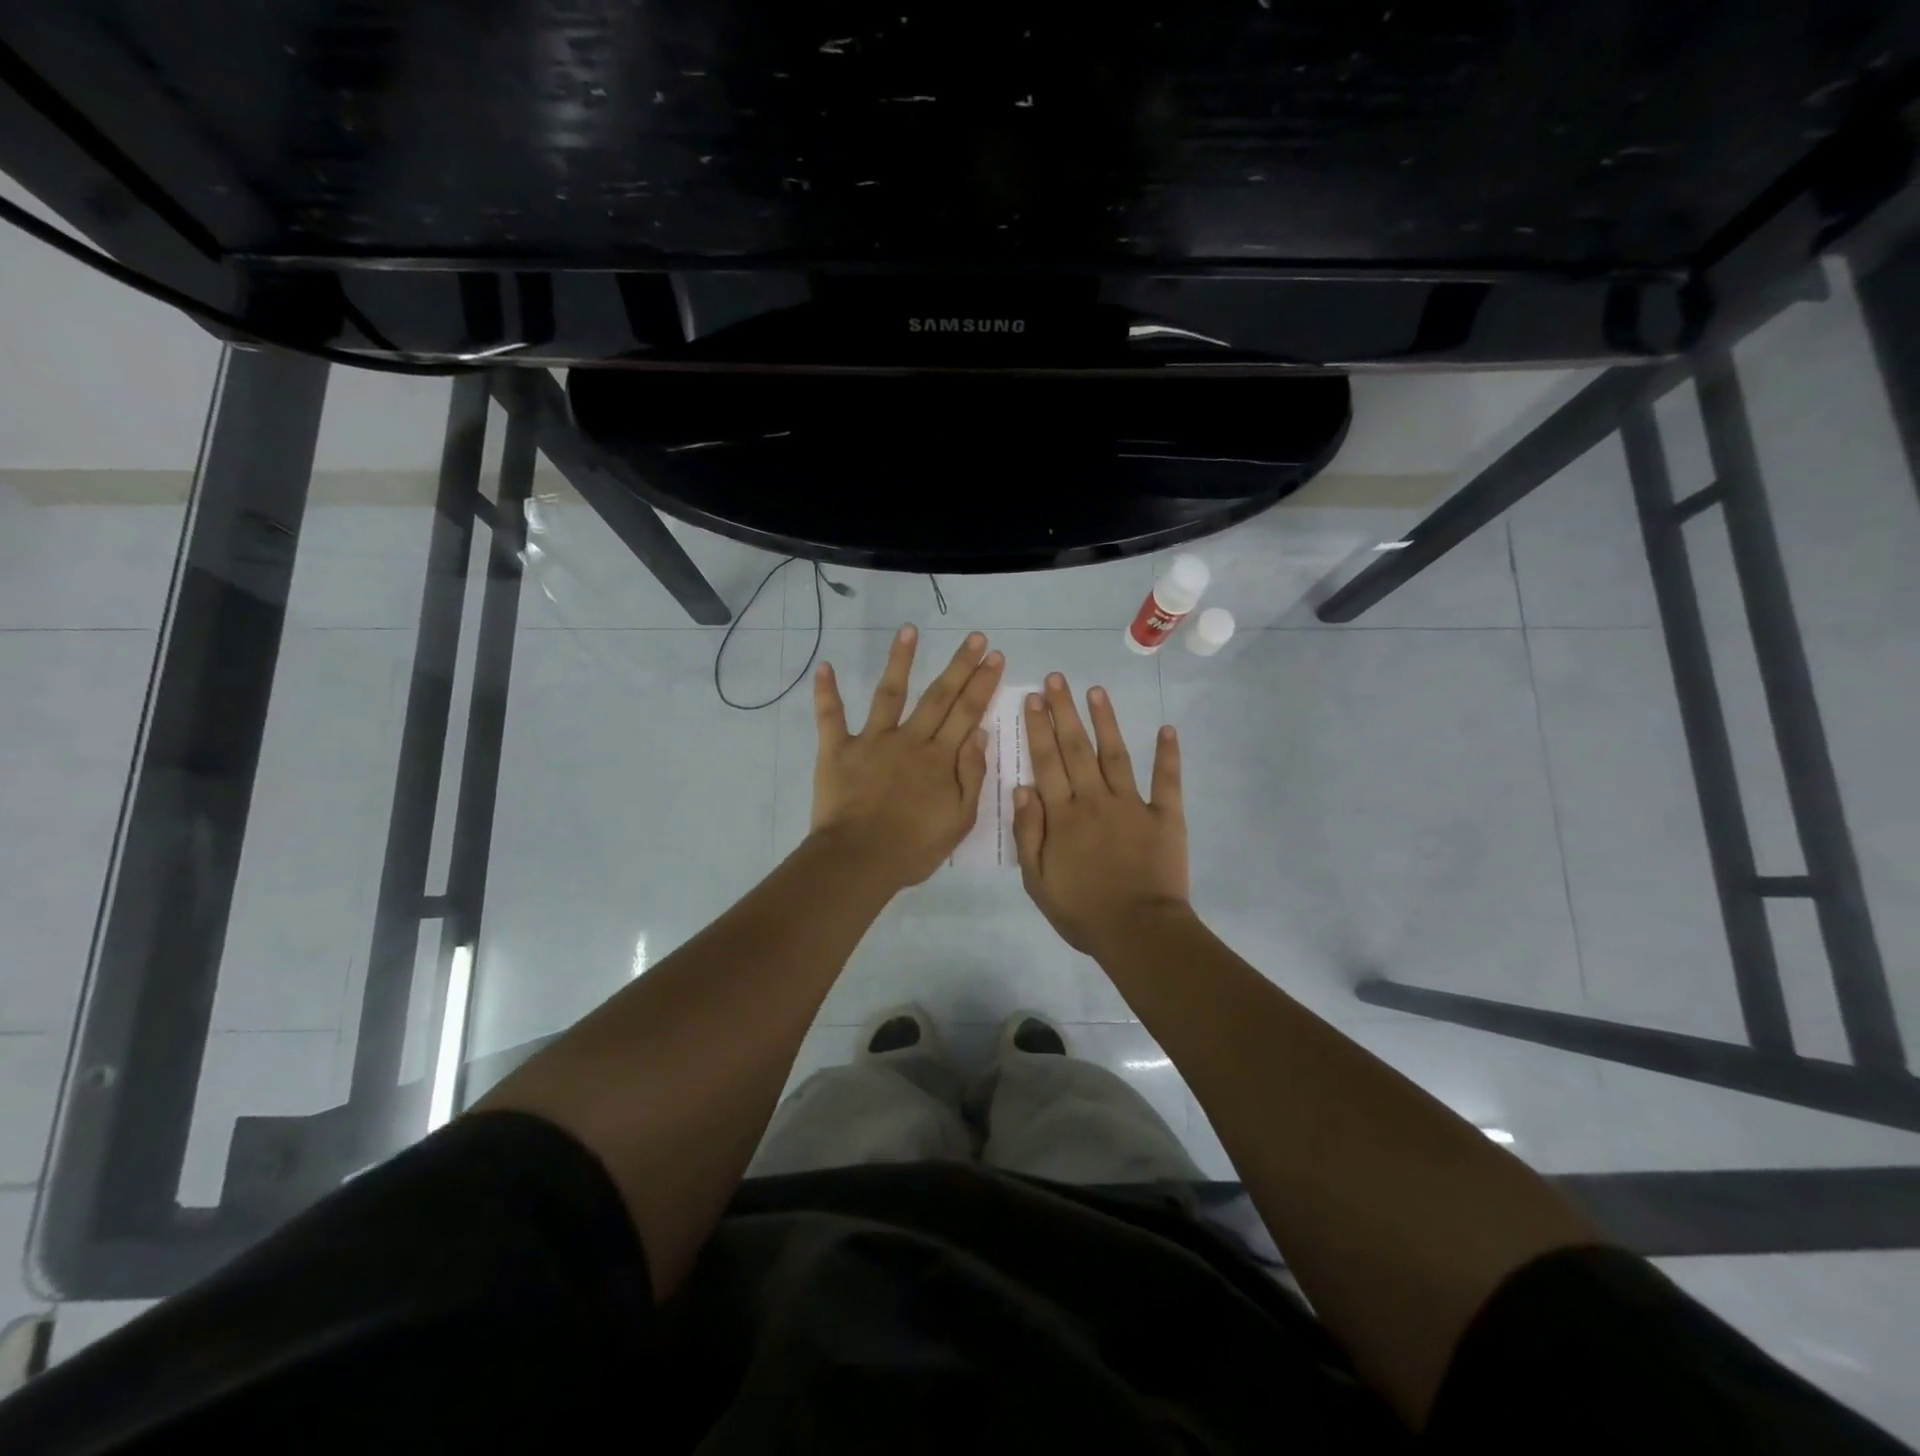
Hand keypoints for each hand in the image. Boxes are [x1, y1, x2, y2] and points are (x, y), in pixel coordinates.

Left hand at [810, 626, 1004, 889]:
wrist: (860, 860)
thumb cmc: (913, 847)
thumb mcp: (960, 820)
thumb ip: (972, 775)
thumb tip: (980, 734)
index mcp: (940, 758)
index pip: (968, 713)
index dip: (983, 683)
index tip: (995, 657)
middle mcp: (910, 740)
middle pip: (939, 696)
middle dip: (960, 665)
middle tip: (976, 637)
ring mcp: (872, 741)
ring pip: (889, 693)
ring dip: (900, 660)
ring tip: (909, 630)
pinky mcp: (838, 750)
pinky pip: (830, 717)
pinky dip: (826, 692)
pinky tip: (824, 666)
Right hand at [1013, 674, 1189, 956]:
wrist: (1138, 932)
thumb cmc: (1082, 912)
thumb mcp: (1037, 881)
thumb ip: (1028, 833)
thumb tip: (1021, 788)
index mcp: (1062, 816)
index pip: (1046, 763)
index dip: (1038, 729)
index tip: (1032, 698)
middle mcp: (1094, 800)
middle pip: (1076, 748)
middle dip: (1064, 711)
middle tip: (1055, 679)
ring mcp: (1132, 805)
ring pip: (1115, 754)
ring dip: (1105, 720)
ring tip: (1095, 690)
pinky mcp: (1164, 817)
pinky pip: (1167, 781)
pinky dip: (1168, 755)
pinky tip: (1167, 729)